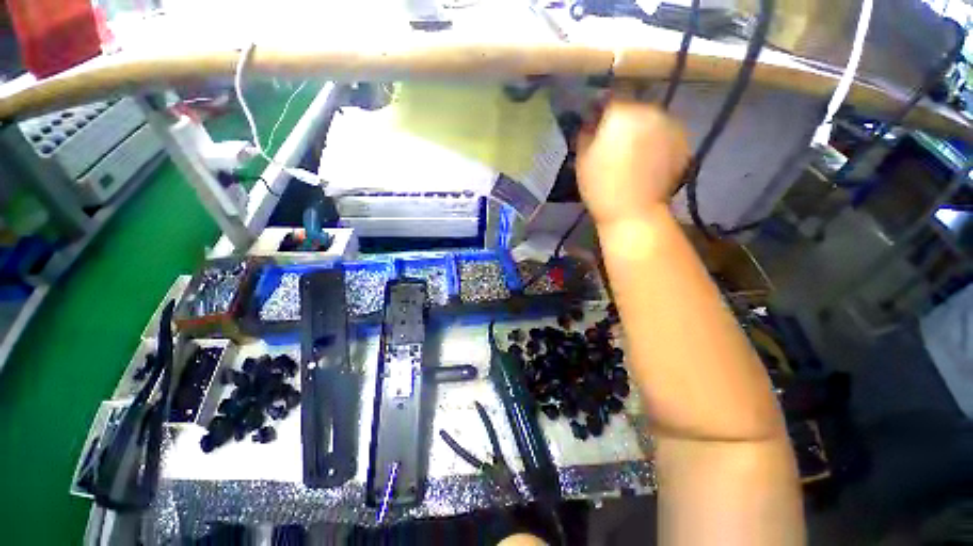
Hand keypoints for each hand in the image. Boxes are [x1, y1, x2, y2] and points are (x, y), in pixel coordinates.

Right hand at [576, 100, 689, 226]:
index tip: (596, 124)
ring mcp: (671, 125)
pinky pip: (665, 133)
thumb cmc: (601, 186)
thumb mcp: (582, 159)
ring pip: (651, 119)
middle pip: (634, 107)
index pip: (610, 98)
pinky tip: (650, 160)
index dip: (602, 110)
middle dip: (624, 119)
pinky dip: (657, 141)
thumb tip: (592, 121)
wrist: (634, 212)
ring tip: (634, 153)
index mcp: (622, 113)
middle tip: (615, 141)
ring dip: (642, 129)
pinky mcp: (683, 141)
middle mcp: (650, 111)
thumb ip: (586, 133)